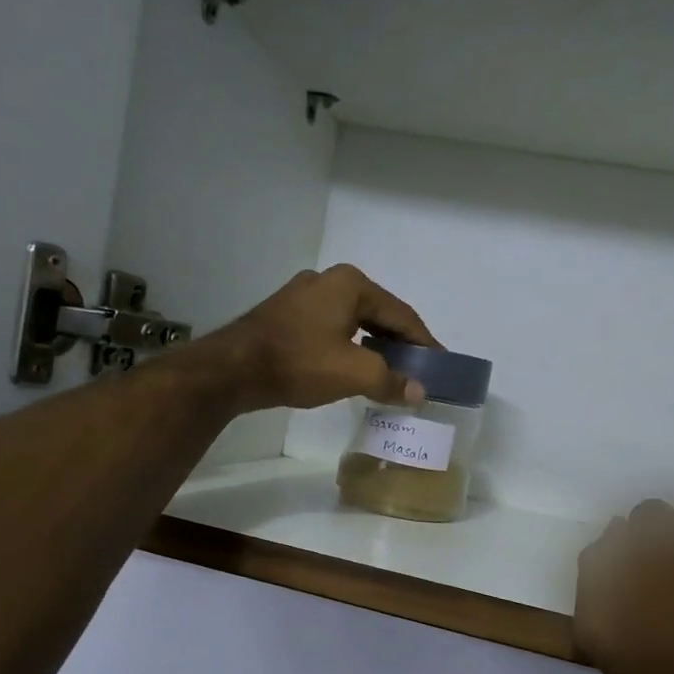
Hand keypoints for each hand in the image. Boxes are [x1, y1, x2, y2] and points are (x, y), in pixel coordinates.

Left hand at [194, 265, 438, 412]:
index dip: (424, 342)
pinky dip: (350, 346)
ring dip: (374, 346)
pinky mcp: (286, 314)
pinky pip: (332, 328)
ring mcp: (303, 295)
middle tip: (418, 370)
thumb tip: (418, 392)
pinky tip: (355, 366)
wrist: (233, 369)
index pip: (401, 314)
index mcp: (351, 284)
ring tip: (390, 372)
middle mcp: (329, 280)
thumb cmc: (299, 362)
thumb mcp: (354, 372)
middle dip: (400, 343)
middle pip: (378, 314)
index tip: (440, 364)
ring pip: (354, 322)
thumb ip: (392, 381)